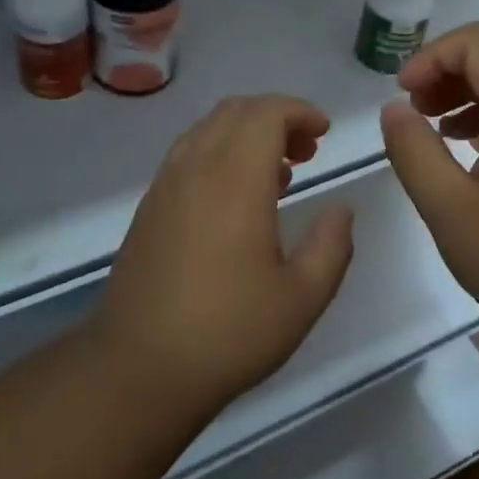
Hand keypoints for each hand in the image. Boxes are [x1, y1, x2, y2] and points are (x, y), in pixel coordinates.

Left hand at [94, 95, 355, 411]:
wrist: (138, 367)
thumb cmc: (228, 332)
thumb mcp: (301, 298)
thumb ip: (331, 245)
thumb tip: (341, 209)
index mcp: (235, 179)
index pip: (266, 113)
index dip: (299, 111)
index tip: (324, 133)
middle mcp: (196, 167)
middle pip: (235, 111)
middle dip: (276, 117)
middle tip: (307, 150)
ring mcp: (166, 185)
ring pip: (207, 129)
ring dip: (245, 133)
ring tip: (278, 173)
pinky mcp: (149, 206)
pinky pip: (188, 154)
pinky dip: (219, 152)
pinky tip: (236, 199)